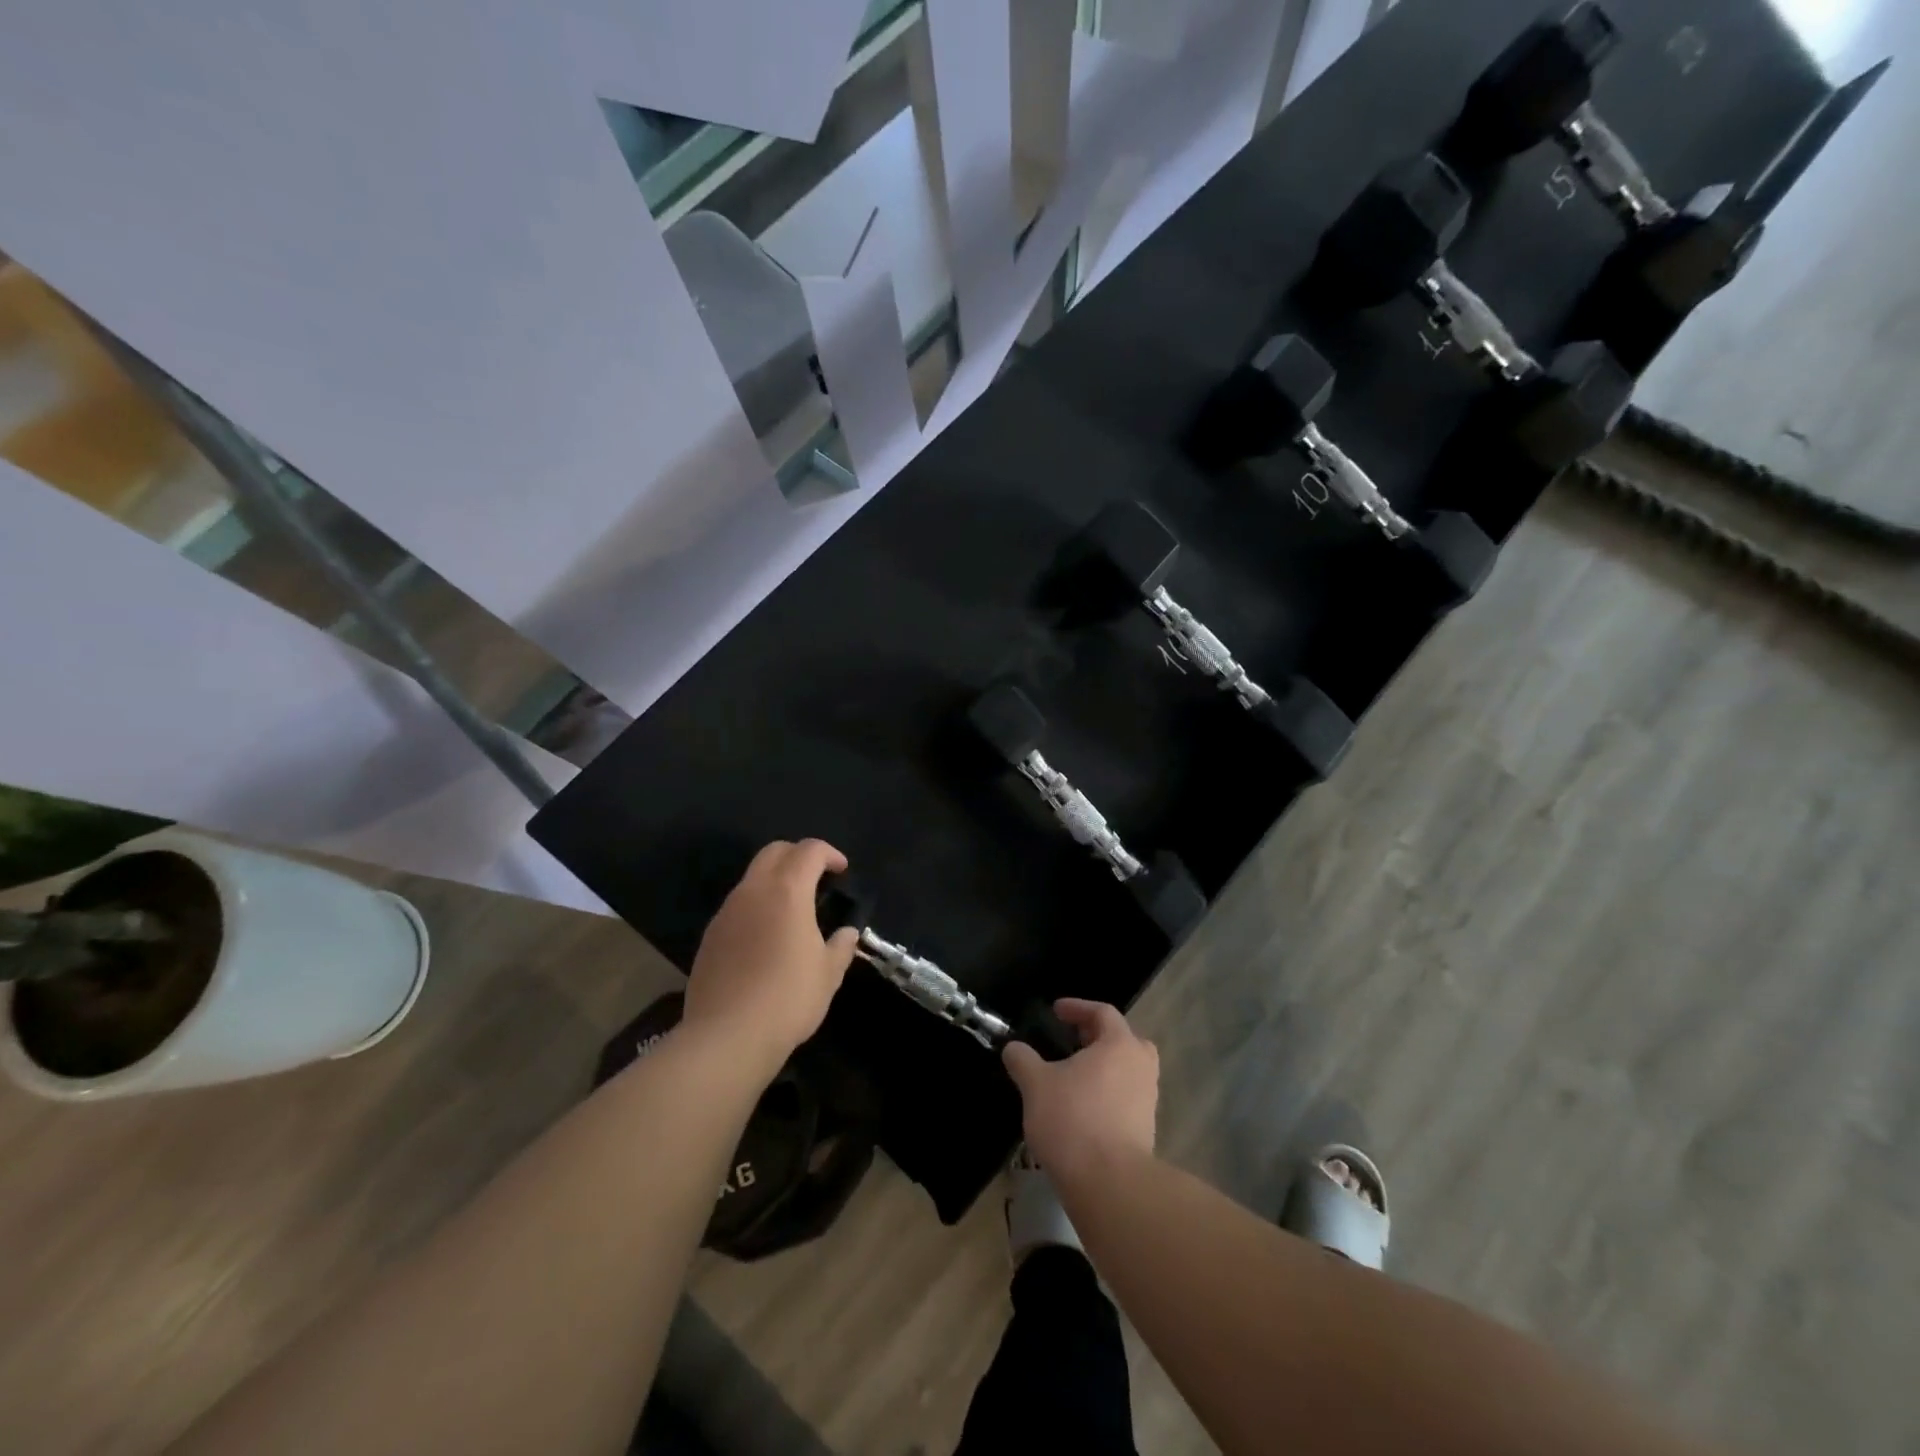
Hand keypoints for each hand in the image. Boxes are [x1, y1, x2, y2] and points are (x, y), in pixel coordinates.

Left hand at [683, 840, 858, 1077]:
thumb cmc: (788, 999)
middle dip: (798, 855)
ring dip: (774, 881)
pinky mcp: (709, 936)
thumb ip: (840, 946)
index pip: (809, 851)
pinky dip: (756, 907)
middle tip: (817, 878)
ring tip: (792, 910)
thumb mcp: (828, 974)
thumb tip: (847, 934)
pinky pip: (737, 906)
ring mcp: (726, 912)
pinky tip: (765, 938)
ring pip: (752, 878)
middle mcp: (753, 891)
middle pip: (774, 852)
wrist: (727, 1037)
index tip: (842, 870)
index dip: (829, 853)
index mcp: (787, 891)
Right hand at [1002, 999, 1158, 1181]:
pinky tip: (1083, 1108)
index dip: (1077, 1007)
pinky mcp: (1146, 1129)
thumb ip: (1023, 1060)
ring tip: (1073, 1077)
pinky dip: (1107, 1094)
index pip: (1103, 1012)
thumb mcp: (1036, 1085)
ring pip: (1127, 1071)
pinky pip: (1126, 1098)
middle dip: (1097, 1037)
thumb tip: (1013, 1048)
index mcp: (1120, 1045)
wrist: (1109, 1184)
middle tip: (1072, 1041)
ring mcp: (1147, 1099)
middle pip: (1123, 1040)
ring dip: (1103, 1068)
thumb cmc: (1073, 1120)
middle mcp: (1140, 1066)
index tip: (1056, 1011)